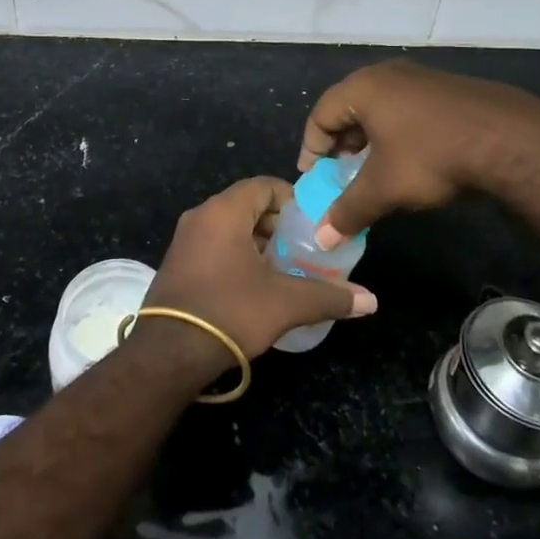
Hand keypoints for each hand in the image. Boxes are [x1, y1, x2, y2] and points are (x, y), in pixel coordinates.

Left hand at [141, 176, 376, 360]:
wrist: (169, 352)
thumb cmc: (230, 311)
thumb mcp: (285, 303)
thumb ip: (329, 296)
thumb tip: (370, 301)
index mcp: (223, 211)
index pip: (263, 185)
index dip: (292, 199)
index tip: (314, 222)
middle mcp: (200, 216)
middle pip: (247, 205)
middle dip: (278, 224)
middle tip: (304, 248)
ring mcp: (184, 240)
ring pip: (229, 227)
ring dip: (258, 242)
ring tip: (285, 268)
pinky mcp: (177, 264)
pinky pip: (214, 245)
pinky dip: (237, 255)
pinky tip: (255, 285)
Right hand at [299, 60, 539, 248]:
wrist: (509, 139)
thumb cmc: (431, 156)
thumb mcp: (384, 188)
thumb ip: (348, 210)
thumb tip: (322, 239)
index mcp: (363, 88)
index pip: (320, 114)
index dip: (312, 148)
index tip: (314, 177)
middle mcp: (387, 74)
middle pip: (349, 109)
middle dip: (341, 145)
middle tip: (340, 175)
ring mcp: (420, 78)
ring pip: (380, 109)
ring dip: (370, 141)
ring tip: (374, 172)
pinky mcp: (447, 89)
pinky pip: (407, 110)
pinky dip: (397, 134)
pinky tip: (411, 160)